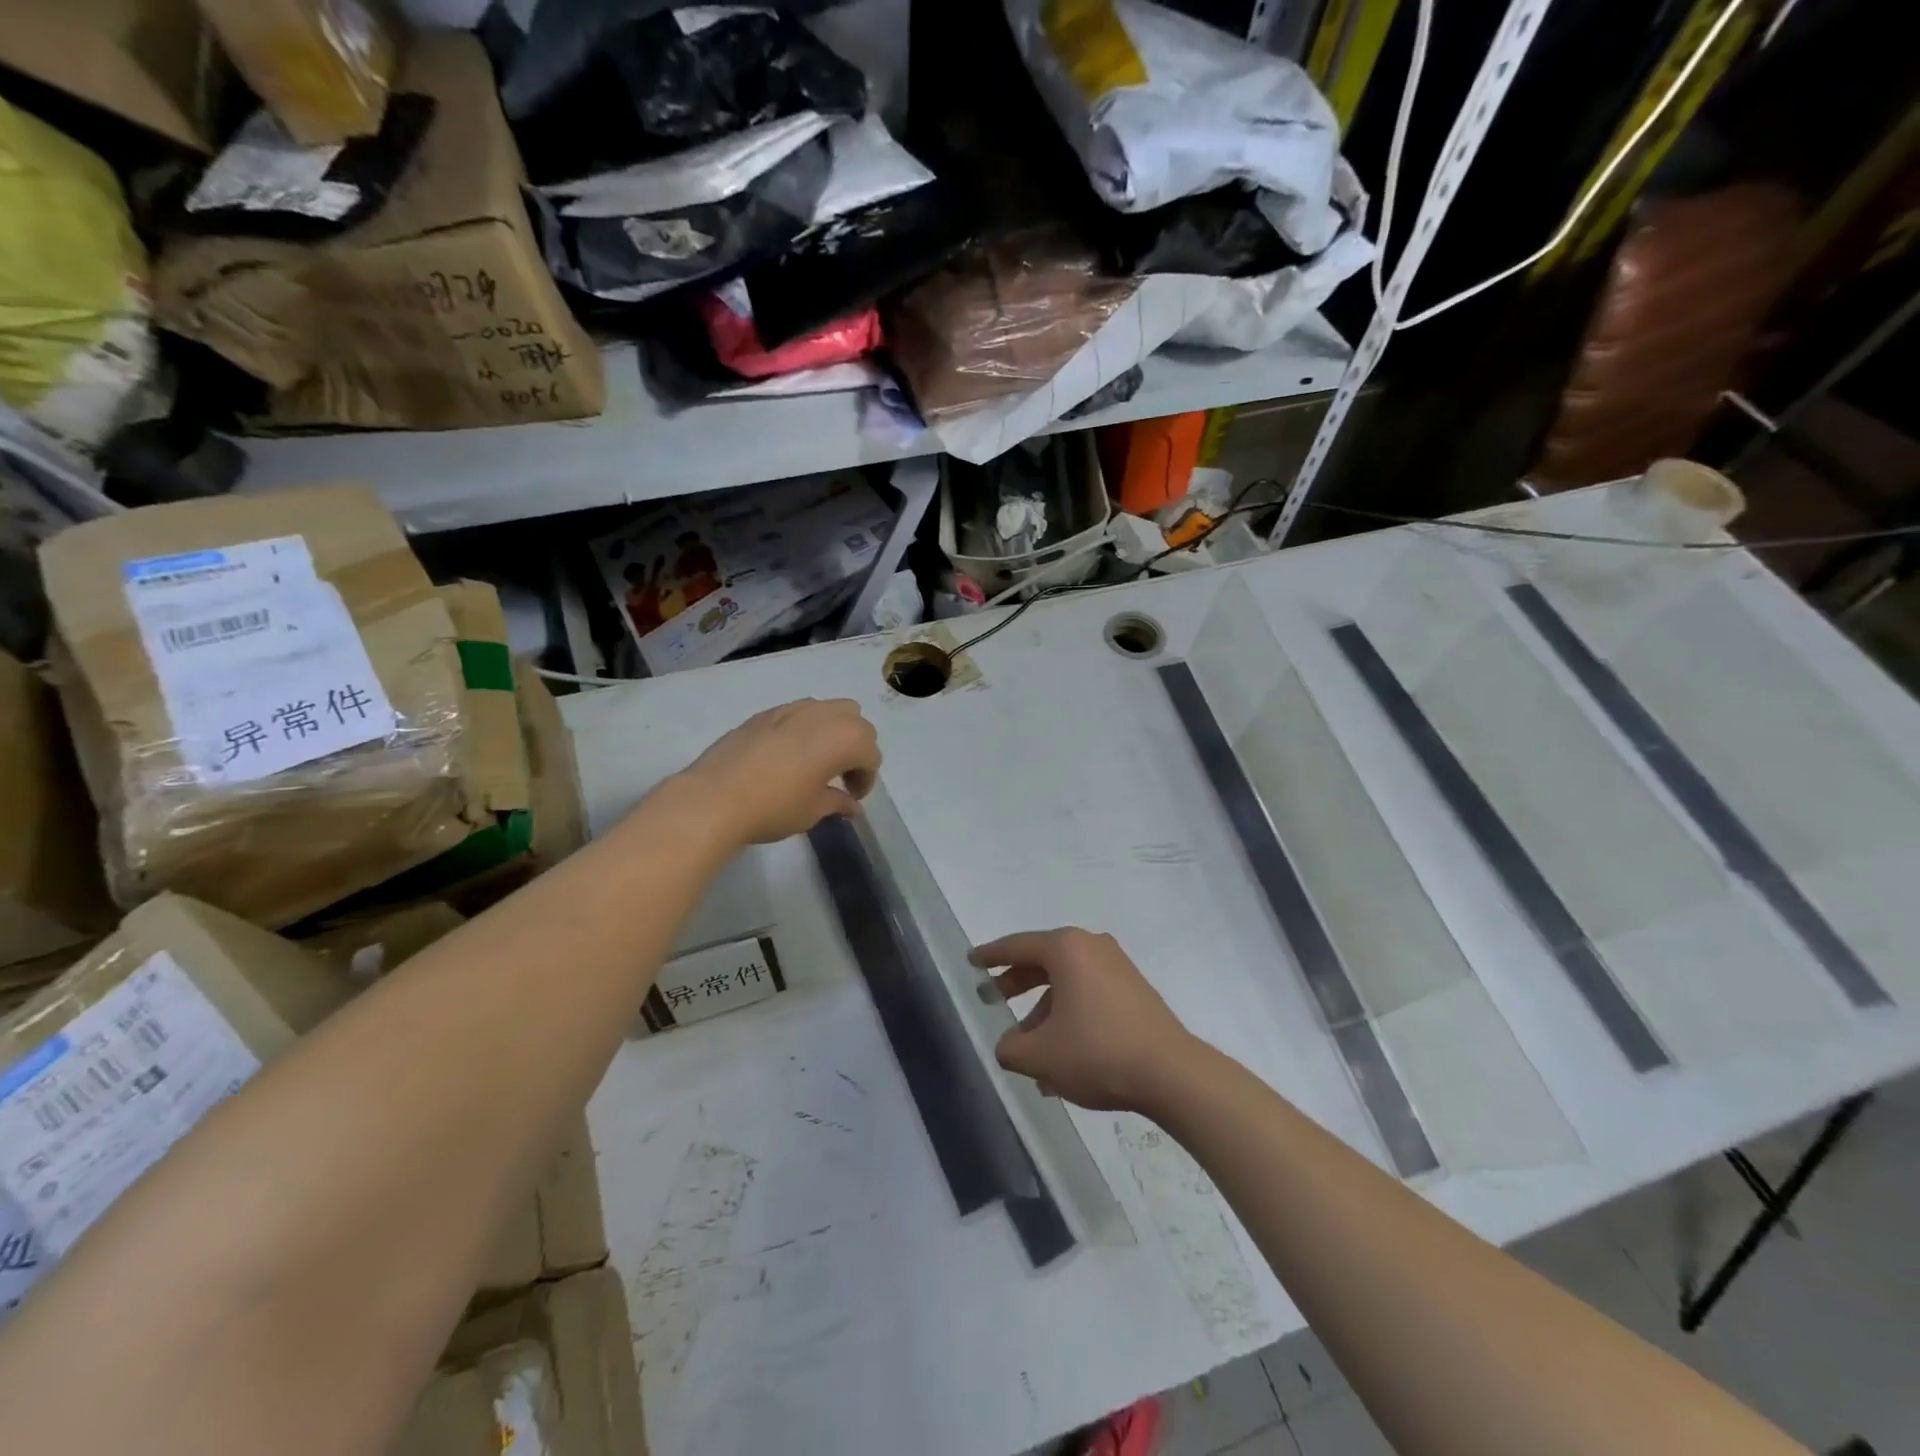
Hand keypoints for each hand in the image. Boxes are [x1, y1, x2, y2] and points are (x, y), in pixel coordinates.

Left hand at [672, 699, 880, 847]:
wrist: (714, 798)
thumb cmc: (774, 807)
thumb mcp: (813, 810)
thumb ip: (838, 802)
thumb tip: (851, 805)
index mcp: (845, 738)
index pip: (870, 755)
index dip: (866, 779)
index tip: (851, 797)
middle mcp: (824, 715)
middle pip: (857, 723)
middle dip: (856, 749)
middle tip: (841, 777)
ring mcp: (793, 709)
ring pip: (829, 709)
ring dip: (834, 731)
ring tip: (818, 760)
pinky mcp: (766, 713)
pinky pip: (799, 712)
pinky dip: (806, 728)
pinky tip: (789, 755)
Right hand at [970, 928, 1200, 1112]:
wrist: (1171, 1073)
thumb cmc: (1097, 1053)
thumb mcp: (1040, 1056)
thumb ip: (1010, 1049)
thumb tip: (1008, 1045)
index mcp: (1066, 949)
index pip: (1017, 946)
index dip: (991, 955)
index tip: (972, 960)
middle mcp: (1091, 947)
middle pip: (1043, 961)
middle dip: (1016, 982)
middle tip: (991, 997)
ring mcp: (1117, 967)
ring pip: (1066, 983)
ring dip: (1043, 1010)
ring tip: (1026, 1048)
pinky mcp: (1134, 991)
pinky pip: (1088, 995)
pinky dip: (1068, 1016)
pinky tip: (1060, 1058)